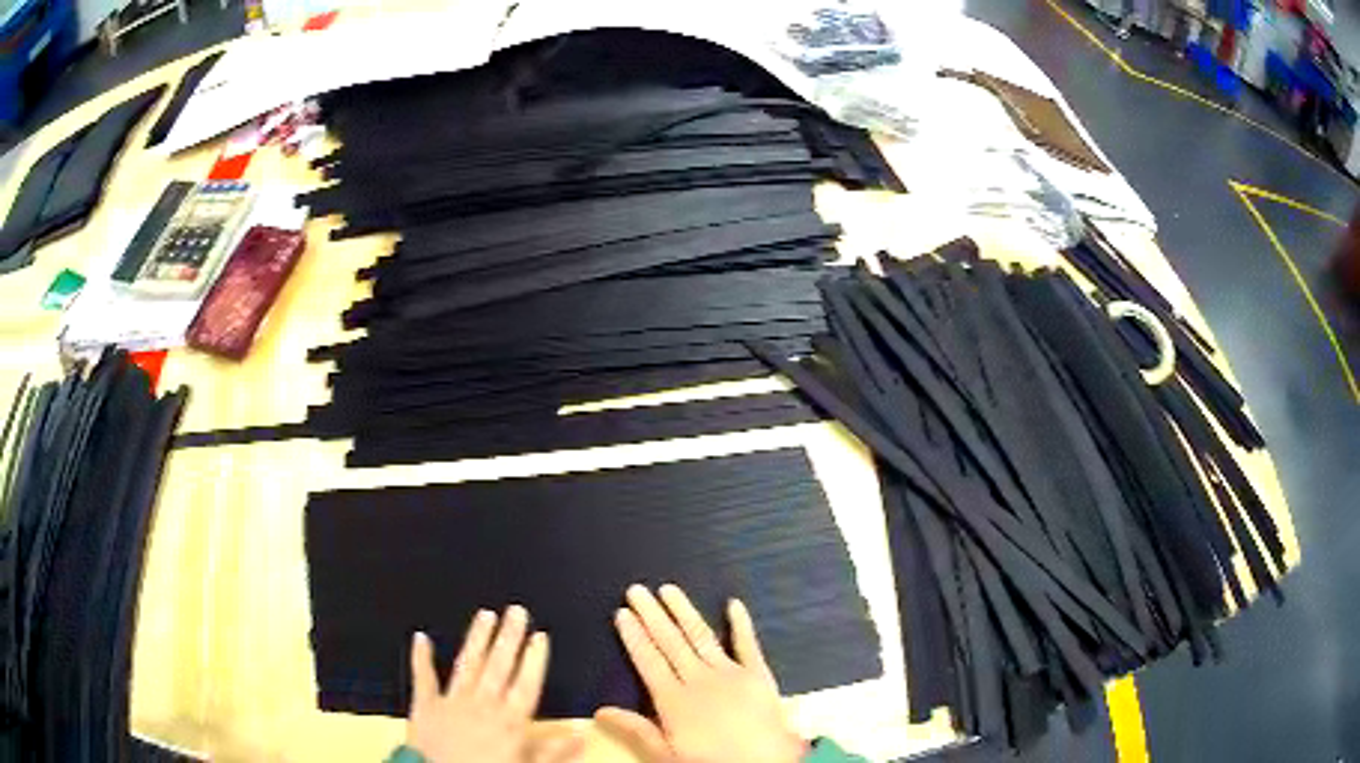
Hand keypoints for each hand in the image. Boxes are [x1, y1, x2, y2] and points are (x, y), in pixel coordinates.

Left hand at [406, 606, 581, 762]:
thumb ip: (553, 751)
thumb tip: (582, 734)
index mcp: (510, 721)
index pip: (526, 684)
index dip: (534, 659)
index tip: (539, 636)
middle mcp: (483, 705)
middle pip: (499, 666)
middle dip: (509, 638)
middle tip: (516, 611)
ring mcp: (452, 701)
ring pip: (468, 665)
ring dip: (477, 639)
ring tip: (485, 615)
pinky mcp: (425, 705)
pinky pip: (423, 677)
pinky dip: (421, 657)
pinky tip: (420, 637)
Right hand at [595, 585, 805, 762]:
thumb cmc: (712, 762)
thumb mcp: (667, 754)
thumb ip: (636, 730)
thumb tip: (599, 711)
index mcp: (674, 700)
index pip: (648, 661)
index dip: (634, 636)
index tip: (622, 613)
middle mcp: (699, 679)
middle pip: (670, 642)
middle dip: (652, 614)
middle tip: (637, 589)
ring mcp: (730, 673)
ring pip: (701, 636)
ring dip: (684, 611)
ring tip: (669, 589)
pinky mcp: (758, 674)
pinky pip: (748, 644)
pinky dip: (741, 623)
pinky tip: (733, 603)